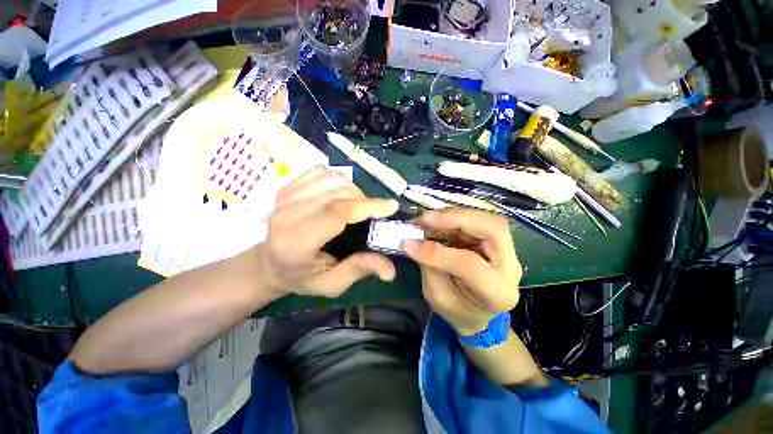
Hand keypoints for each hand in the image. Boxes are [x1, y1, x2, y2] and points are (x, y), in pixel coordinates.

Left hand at [257, 166, 398, 296]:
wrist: (269, 263)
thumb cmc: (301, 277)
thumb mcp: (331, 284)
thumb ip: (359, 270)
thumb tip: (390, 271)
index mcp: (298, 242)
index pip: (337, 213)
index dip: (367, 206)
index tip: (391, 206)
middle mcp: (288, 215)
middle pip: (338, 193)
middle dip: (364, 201)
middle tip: (372, 215)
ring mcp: (286, 197)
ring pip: (332, 179)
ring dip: (353, 190)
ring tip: (356, 207)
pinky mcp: (287, 187)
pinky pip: (321, 172)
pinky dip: (338, 180)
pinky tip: (339, 195)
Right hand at [403, 208, 521, 335]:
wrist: (479, 314)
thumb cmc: (458, 310)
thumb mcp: (438, 297)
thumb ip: (429, 267)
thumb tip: (413, 241)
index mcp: (497, 292)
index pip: (470, 265)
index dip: (437, 252)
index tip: (409, 243)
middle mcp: (509, 267)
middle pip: (493, 229)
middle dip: (456, 218)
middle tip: (426, 218)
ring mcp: (506, 250)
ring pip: (486, 219)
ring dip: (452, 216)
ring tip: (426, 220)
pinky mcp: (496, 240)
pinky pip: (477, 220)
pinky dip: (453, 218)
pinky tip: (436, 222)